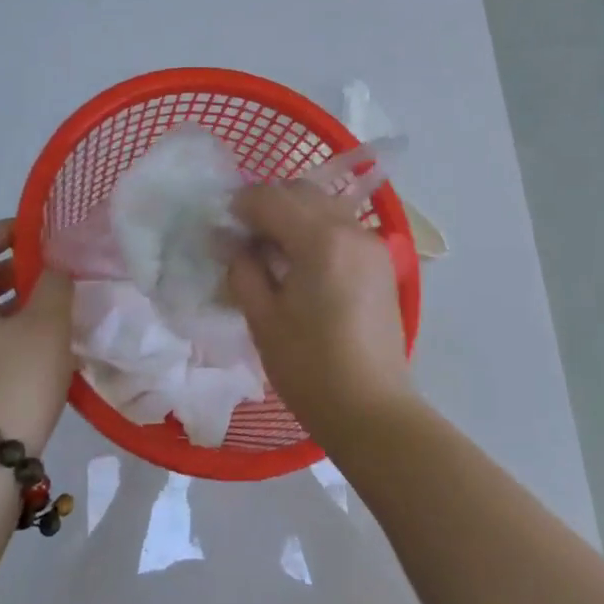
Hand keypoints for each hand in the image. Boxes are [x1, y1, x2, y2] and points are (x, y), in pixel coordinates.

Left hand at [0, 220, 75, 455]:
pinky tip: (42, 342)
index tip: (45, 237)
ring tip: (56, 306)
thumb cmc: (13, 381)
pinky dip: (8, 326)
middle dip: (16, 266)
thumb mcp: (46, 325)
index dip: (8, 230)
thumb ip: (54, 284)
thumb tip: (55, 266)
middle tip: (56, 271)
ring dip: (15, 299)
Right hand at [226, 182, 414, 434]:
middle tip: (243, 237)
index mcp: (320, 239)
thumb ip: (243, 269)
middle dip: (268, 204)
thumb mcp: (263, 319)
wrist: (371, 410)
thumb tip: (230, 242)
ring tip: (271, 250)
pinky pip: (342, 227)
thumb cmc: (310, 368)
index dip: (240, 205)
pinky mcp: (382, 263)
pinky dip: (317, 230)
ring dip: (294, 215)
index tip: (221, 226)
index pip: (271, 198)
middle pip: (301, 193)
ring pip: (325, 207)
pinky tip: (301, 262)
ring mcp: (372, 244)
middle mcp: (351, 229)